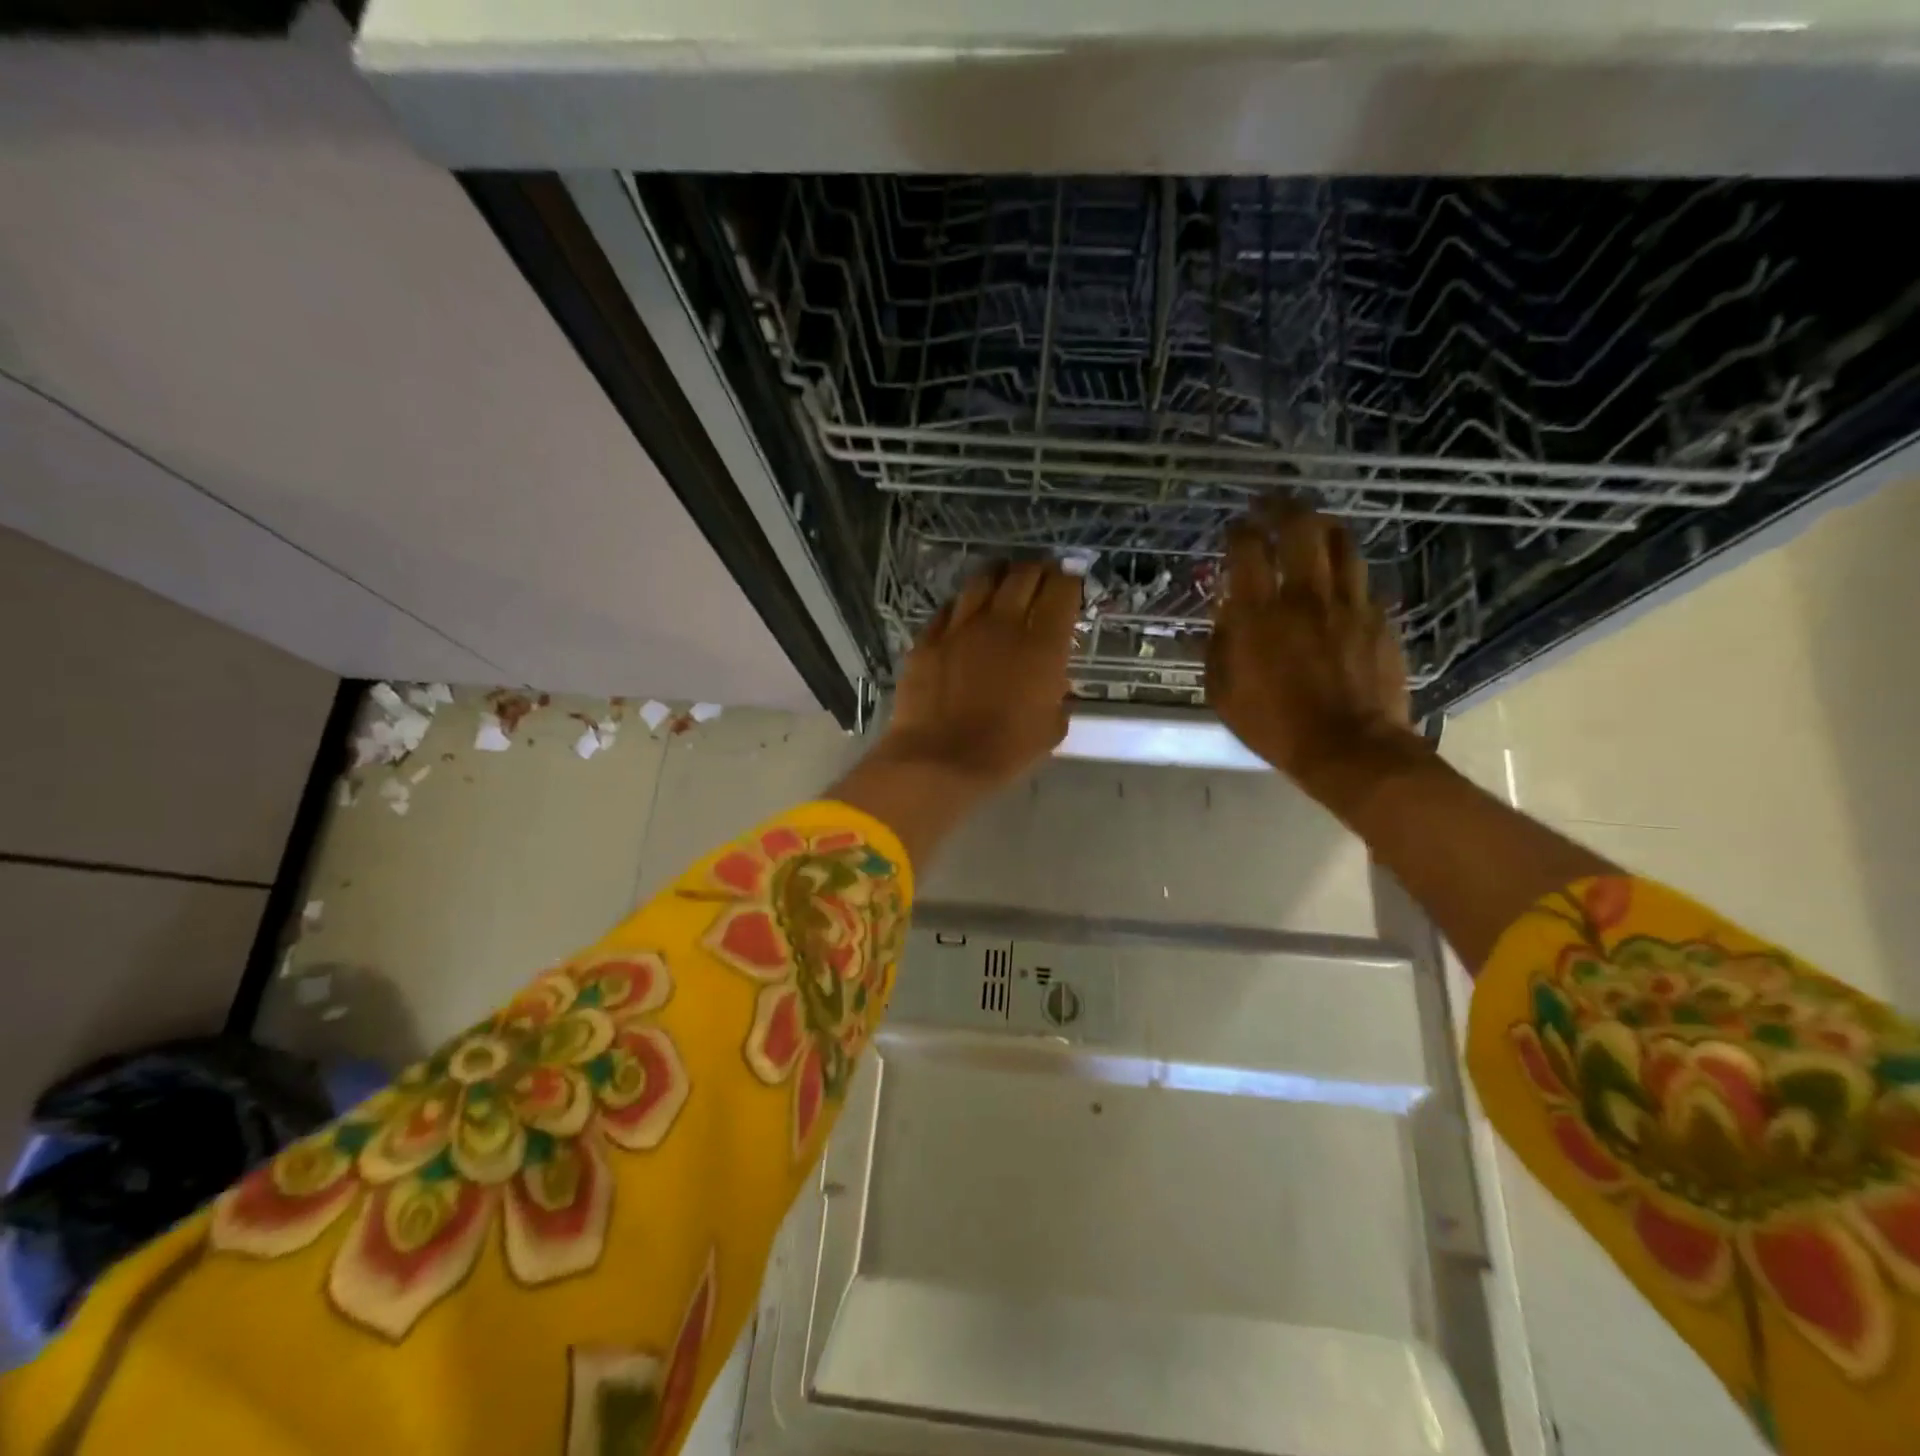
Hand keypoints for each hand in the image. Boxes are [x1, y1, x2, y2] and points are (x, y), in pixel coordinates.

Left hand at [879, 560, 1081, 787]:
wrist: (939, 760)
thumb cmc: (1004, 751)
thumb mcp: (1050, 728)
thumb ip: (1057, 695)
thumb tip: (1052, 682)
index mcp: (1042, 645)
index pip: (1062, 591)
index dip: (1069, 580)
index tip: (1070, 582)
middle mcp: (1003, 623)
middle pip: (1024, 575)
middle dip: (1038, 570)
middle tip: (1041, 576)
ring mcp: (961, 627)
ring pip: (983, 580)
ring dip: (1000, 576)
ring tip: (1004, 581)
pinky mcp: (928, 638)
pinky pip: (949, 608)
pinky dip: (963, 604)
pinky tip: (966, 611)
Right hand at [1206, 504, 1420, 796]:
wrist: (1349, 749)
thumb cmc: (1275, 726)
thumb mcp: (1223, 694)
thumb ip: (1217, 649)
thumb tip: (1220, 619)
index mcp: (1260, 614)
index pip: (1248, 550)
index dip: (1239, 531)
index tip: (1234, 527)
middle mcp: (1305, 596)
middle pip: (1301, 527)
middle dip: (1282, 507)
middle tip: (1270, 504)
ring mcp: (1349, 604)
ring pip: (1341, 543)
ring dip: (1321, 528)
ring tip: (1310, 526)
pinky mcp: (1378, 619)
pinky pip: (1361, 581)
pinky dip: (1345, 573)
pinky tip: (1337, 581)